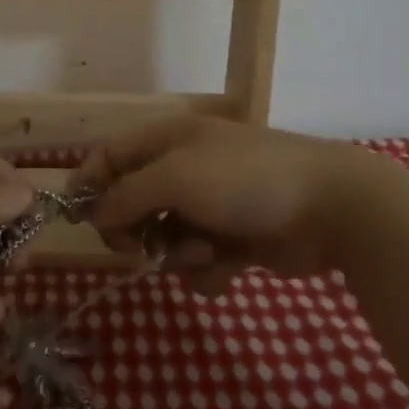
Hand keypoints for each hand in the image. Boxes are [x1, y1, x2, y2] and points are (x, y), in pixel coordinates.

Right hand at [72, 116, 389, 294]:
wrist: (331, 207)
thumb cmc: (244, 180)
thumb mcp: (174, 177)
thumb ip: (126, 195)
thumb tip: (96, 215)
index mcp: (168, 139)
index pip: (110, 155)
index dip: (88, 184)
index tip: (76, 220)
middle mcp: (184, 168)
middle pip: (133, 203)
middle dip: (136, 230)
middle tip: (141, 249)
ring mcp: (211, 205)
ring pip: (165, 238)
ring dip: (177, 253)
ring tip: (206, 252)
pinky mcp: (234, 240)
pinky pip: (199, 261)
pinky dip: (209, 268)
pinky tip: (230, 266)